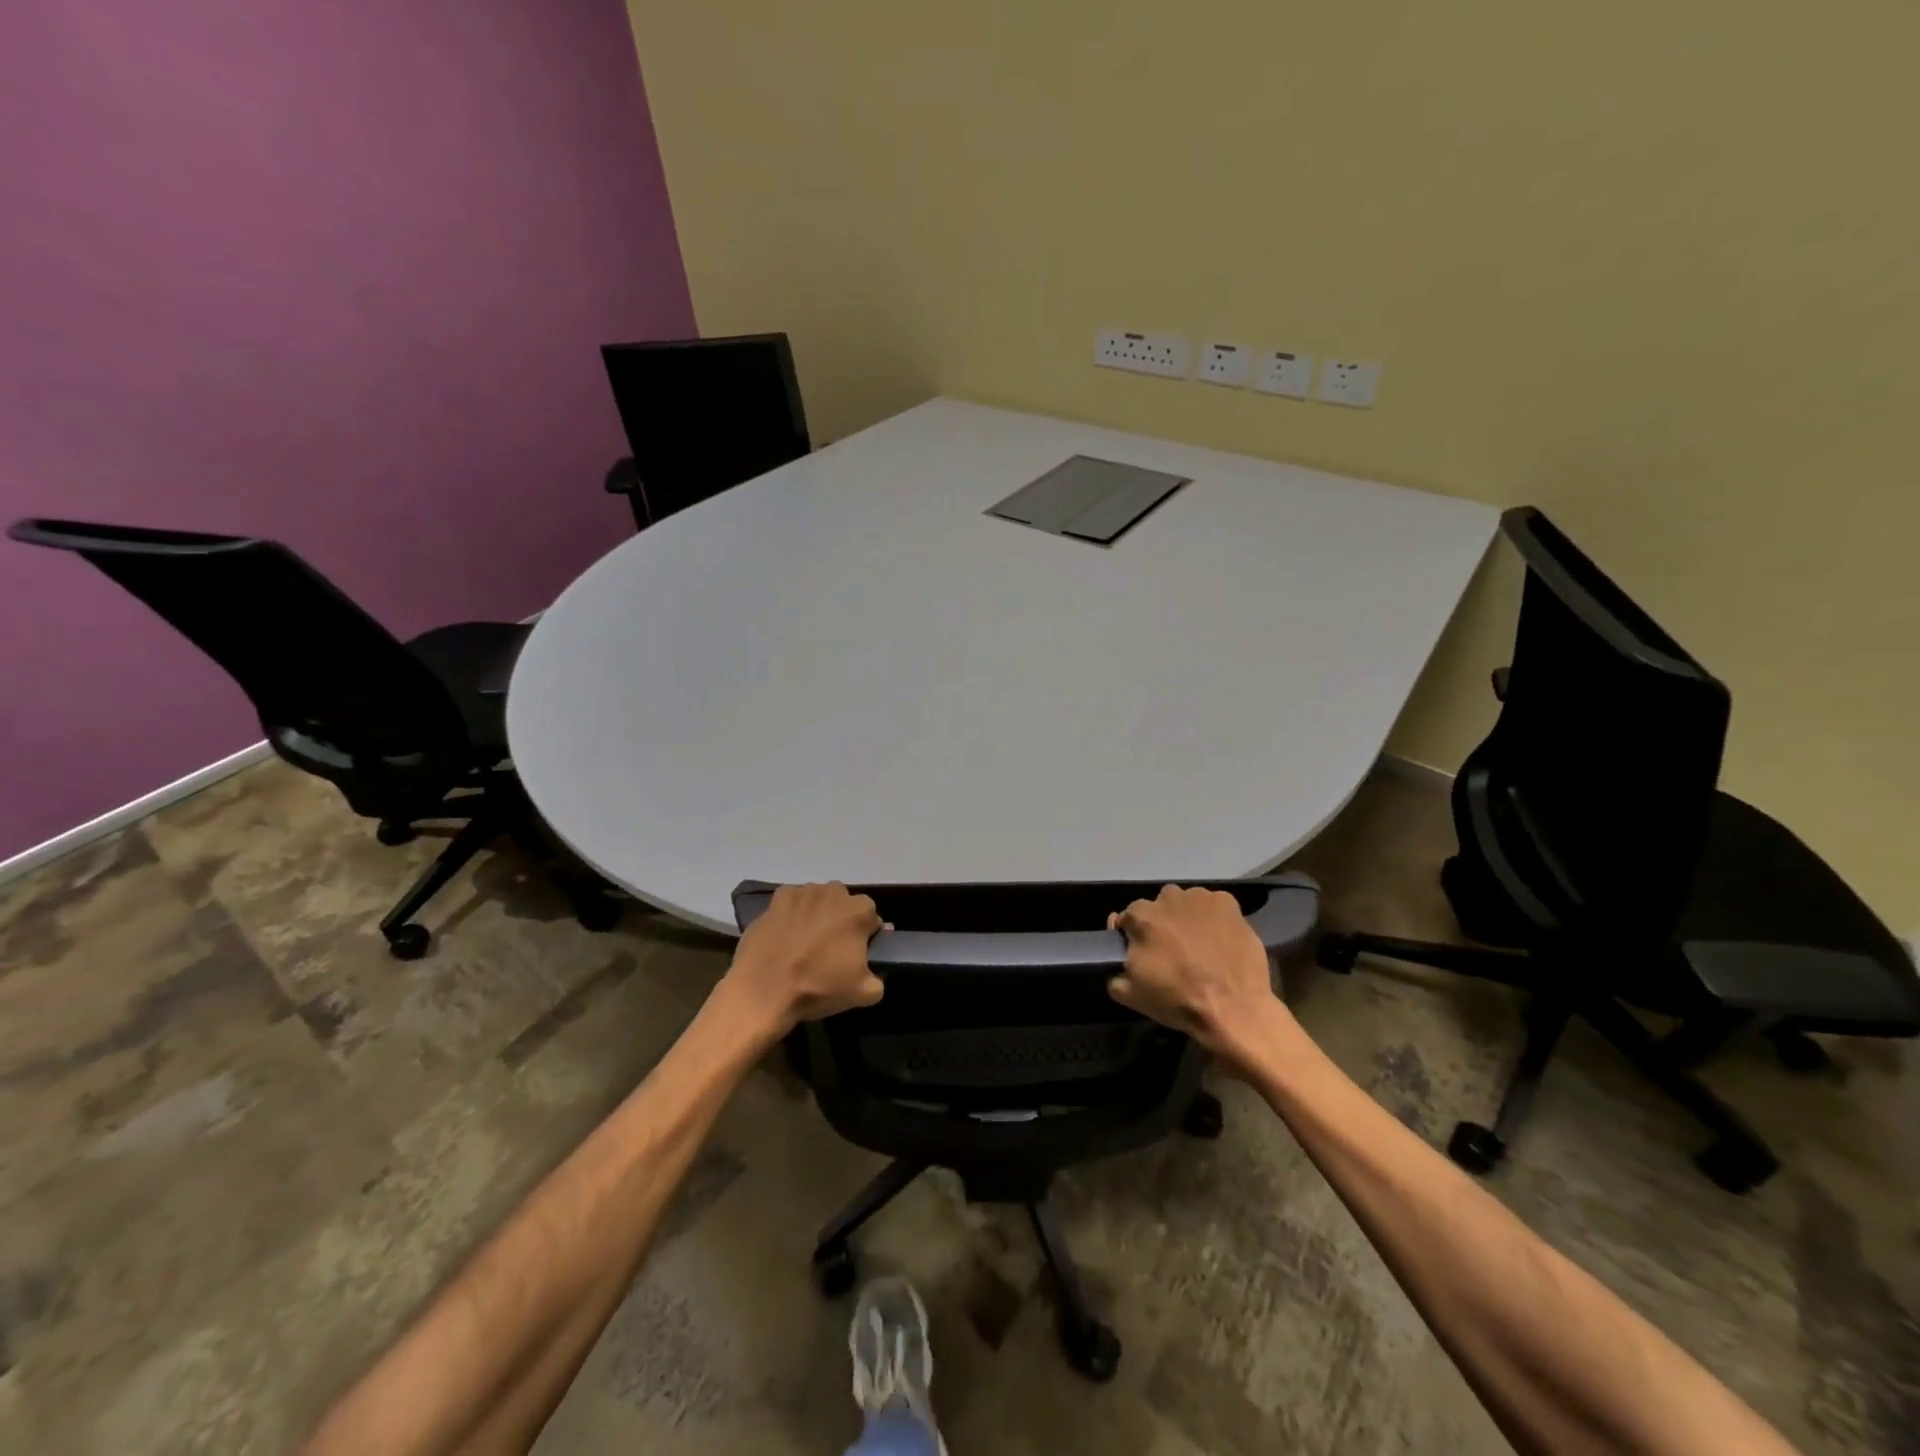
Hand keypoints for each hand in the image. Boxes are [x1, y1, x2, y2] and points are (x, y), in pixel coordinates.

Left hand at [718, 883, 885, 1038]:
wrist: (763, 991)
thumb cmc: (817, 988)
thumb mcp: (863, 993)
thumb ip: (878, 978)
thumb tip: (872, 973)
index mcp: (858, 911)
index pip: (870, 916)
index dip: (865, 933)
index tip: (856, 951)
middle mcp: (833, 892)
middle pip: (844, 902)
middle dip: (841, 918)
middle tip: (831, 946)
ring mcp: (802, 892)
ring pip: (817, 899)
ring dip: (816, 913)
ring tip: (805, 941)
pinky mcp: (776, 899)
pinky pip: (791, 902)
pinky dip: (791, 913)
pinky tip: (785, 934)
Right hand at [1108, 885, 1285, 1066]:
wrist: (1233, 1009)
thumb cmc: (1178, 1000)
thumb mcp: (1130, 994)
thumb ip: (1114, 970)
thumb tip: (1121, 955)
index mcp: (1141, 917)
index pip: (1129, 917)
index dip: (1134, 935)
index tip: (1143, 952)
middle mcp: (1168, 898)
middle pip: (1159, 906)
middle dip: (1162, 923)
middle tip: (1174, 950)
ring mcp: (1200, 898)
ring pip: (1187, 903)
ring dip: (1188, 917)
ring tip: (1200, 945)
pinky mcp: (1228, 904)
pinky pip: (1214, 906)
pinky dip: (1214, 918)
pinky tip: (1220, 940)